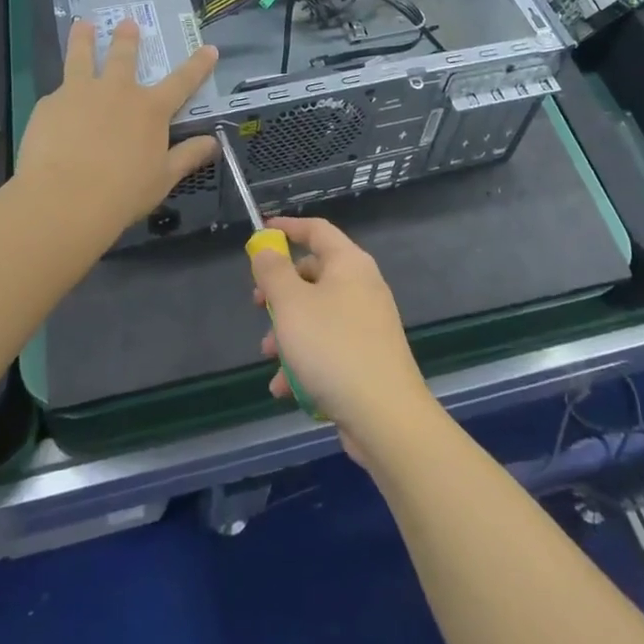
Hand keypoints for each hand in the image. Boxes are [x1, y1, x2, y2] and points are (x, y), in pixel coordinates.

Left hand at [16, 18, 217, 236]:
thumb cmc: (122, 193)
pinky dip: (60, 96)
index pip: (182, 81)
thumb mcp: (163, 178)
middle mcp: (117, 91)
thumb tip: (214, 143)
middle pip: (124, 56)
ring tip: (83, 25)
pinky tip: (54, 107)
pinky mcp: (49, 105)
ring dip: (84, 39)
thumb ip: (187, 156)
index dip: (198, 65)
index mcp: (150, 109)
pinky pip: (57, 95)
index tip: (209, 48)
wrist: (64, 199)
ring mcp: (80, 93)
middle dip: (128, 38)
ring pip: (82, 57)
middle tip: (128, 23)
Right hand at [250, 215, 435, 461]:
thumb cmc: (332, 348)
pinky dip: (305, 361)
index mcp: (349, 264)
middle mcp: (363, 287)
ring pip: (317, 315)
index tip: (261, 232)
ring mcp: (368, 323)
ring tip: (269, 357)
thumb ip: (273, 271)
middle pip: (314, 274)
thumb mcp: (291, 304)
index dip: (287, 228)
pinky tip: (285, 389)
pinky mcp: (368, 357)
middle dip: (281, 292)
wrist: (385, 416)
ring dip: (288, 333)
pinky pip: (328, 347)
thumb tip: (265, 248)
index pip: (317, 230)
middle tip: (257, 304)